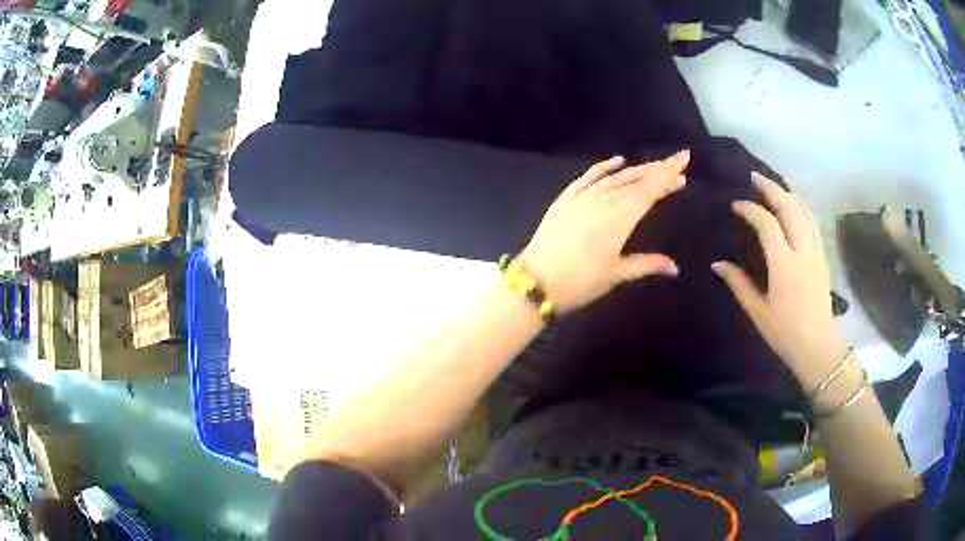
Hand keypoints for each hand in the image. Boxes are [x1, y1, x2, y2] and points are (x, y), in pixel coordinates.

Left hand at [519, 152, 689, 313]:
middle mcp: (603, 201)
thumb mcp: (616, 274)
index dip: (667, 175)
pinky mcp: (565, 199)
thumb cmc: (580, 283)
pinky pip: (587, 178)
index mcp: (619, 219)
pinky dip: (603, 168)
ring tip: (656, 165)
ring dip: (637, 169)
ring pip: (615, 177)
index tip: (684, 160)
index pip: (649, 191)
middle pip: (635, 180)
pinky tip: (617, 161)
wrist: (535, 282)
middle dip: (658, 169)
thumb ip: (646, 264)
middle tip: (678, 161)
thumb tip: (675, 267)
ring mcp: (582, 198)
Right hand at [712, 173, 847, 389]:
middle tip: (755, 177)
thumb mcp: (758, 312)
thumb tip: (717, 264)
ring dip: (787, 194)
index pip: (766, 223)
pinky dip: (801, 208)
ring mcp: (815, 251)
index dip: (750, 209)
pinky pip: (812, 222)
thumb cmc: (785, 333)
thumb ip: (739, 284)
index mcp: (784, 263)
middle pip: (789, 207)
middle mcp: (802, 250)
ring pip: (803, 211)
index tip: (736, 206)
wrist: (819, 347)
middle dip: (771, 188)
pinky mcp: (822, 257)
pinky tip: (794, 208)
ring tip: (773, 187)